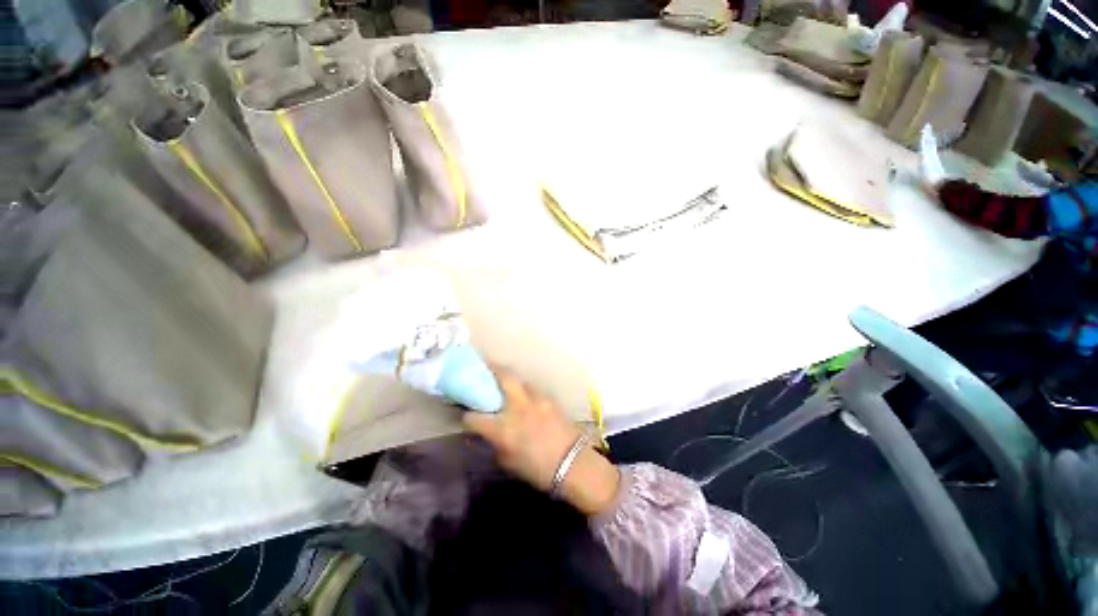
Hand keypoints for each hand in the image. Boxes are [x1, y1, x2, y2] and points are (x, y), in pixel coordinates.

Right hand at [463, 368, 620, 515]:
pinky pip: (533, 388)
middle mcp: (518, 408)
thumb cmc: (538, 470)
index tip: (467, 414)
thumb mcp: (508, 462)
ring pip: (520, 380)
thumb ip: (496, 442)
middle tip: (485, 366)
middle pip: (503, 377)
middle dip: (492, 368)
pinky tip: (525, 396)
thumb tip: (491, 432)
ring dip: (510, 379)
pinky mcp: (549, 398)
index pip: (475, 417)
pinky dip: (525, 389)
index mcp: (503, 429)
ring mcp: (536, 399)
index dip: (467, 416)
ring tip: (505, 382)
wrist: (574, 463)